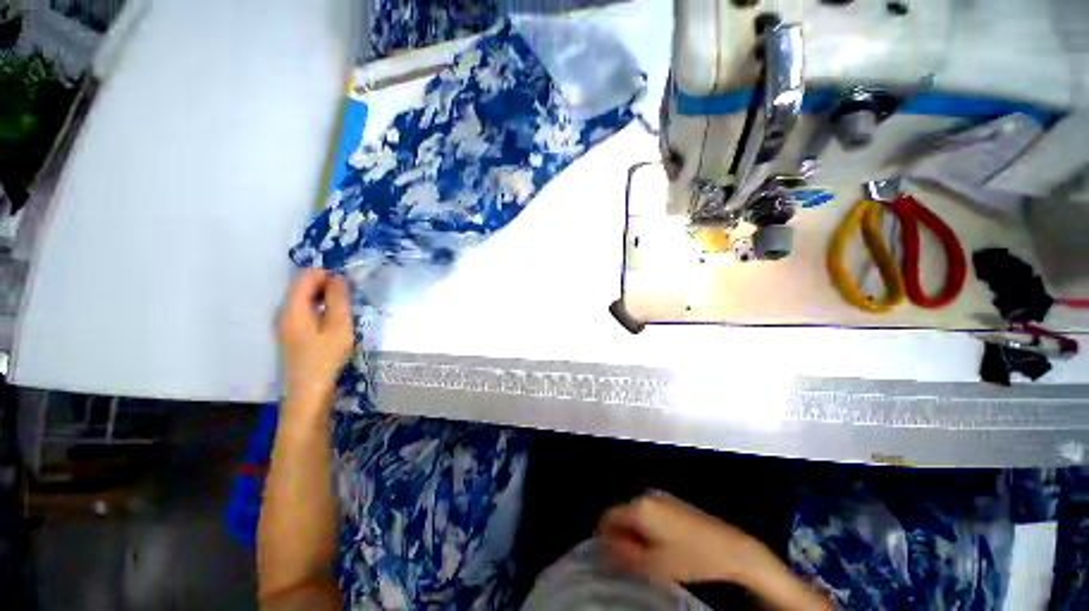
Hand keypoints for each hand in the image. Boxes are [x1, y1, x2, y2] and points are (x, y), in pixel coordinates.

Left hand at [276, 269, 354, 407]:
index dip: (325, 274)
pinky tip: (334, 320)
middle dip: (325, 284)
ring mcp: (286, 325)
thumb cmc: (326, 357)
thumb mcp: (339, 326)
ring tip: (345, 306)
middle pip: (301, 287)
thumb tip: (337, 278)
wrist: (309, 391)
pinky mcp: (292, 335)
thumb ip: (338, 299)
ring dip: (324, 296)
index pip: (304, 277)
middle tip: (349, 294)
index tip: (347, 282)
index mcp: (293, 308)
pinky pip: (304, 311)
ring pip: (303, 299)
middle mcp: (284, 313)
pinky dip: (319, 308)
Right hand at [599, 491, 781, 587]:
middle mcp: (646, 495)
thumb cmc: (689, 557)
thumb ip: (623, 554)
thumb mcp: (653, 564)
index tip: (610, 556)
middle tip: (631, 559)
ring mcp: (661, 496)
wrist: (729, 548)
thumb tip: (603, 548)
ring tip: (647, 555)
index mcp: (639, 506)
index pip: (608, 516)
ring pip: (636, 513)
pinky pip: (649, 511)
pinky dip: (647, 527)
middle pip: (622, 513)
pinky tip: (661, 545)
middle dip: (621, 535)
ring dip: (635, 532)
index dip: (604, 536)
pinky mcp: (672, 501)